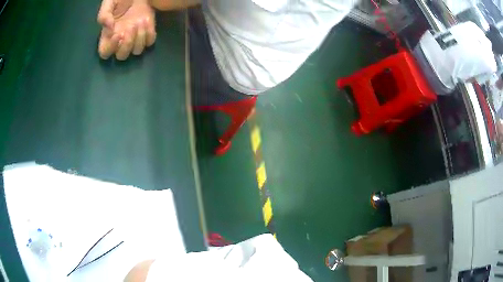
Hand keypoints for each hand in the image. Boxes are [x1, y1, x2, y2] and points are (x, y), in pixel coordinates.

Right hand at [97, 0, 155, 59]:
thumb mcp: (109, 4)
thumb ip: (104, 15)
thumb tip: (108, 26)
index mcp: (108, 36)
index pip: (105, 53)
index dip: (110, 48)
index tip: (118, 34)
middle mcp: (120, 41)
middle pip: (122, 56)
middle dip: (127, 43)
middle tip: (131, 26)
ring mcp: (134, 38)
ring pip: (137, 51)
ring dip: (139, 37)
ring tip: (140, 20)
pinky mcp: (147, 32)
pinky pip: (149, 41)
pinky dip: (149, 33)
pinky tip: (147, 20)